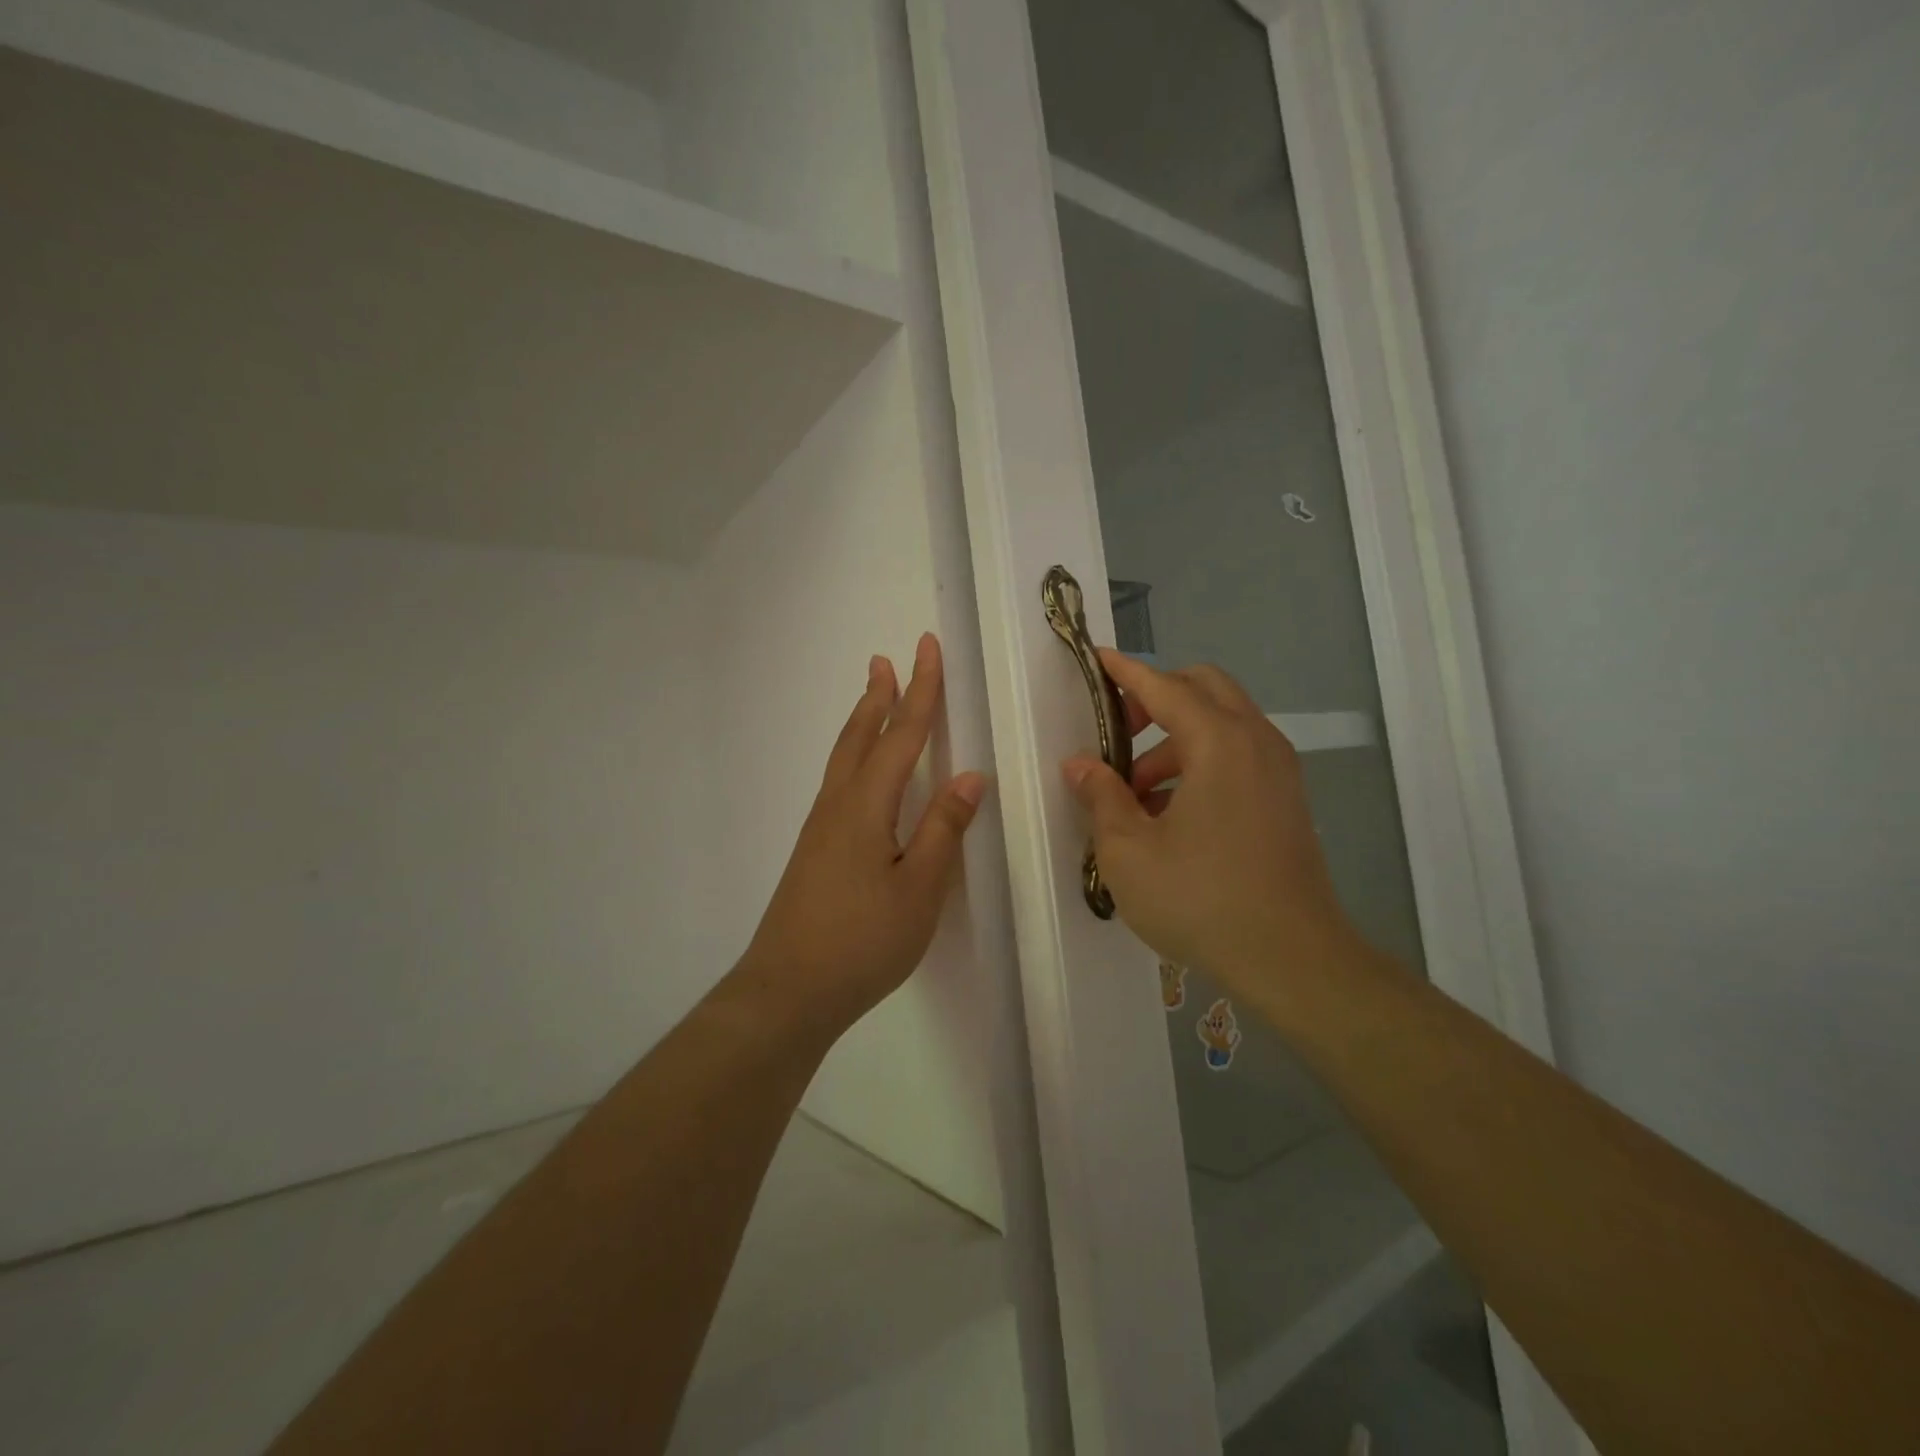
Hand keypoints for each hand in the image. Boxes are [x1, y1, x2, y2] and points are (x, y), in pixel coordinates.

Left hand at [734, 634, 987, 1038]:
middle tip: (887, 659)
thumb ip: (943, 830)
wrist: (788, 990)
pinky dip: (854, 754)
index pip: (901, 736)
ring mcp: (820, 828)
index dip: (920, 692)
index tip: (927, 649)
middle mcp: (838, 806)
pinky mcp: (814, 850)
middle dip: (880, 696)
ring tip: (874, 697)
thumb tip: (968, 776)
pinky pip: (839, 781)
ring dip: (862, 721)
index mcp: (866, 807)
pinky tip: (861, 772)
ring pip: (844, 757)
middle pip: (861, 737)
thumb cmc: (862, 941)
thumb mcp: (919, 890)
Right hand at [1062, 651, 1356, 995]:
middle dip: (1157, 696)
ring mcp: (1279, 770)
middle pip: (1204, 688)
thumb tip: (1080, 764)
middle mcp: (1256, 742)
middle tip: (1119, 729)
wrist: (1293, 959)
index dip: (1126, 671)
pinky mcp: (1287, 799)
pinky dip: (1202, 761)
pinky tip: (1170, 813)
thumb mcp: (1129, 851)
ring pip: (1223, 723)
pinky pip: (1239, 755)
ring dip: (1176, 738)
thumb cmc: (1201, 900)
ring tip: (1135, 791)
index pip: (1165, 686)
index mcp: (1219, 743)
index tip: (1097, 659)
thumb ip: (1102, 797)